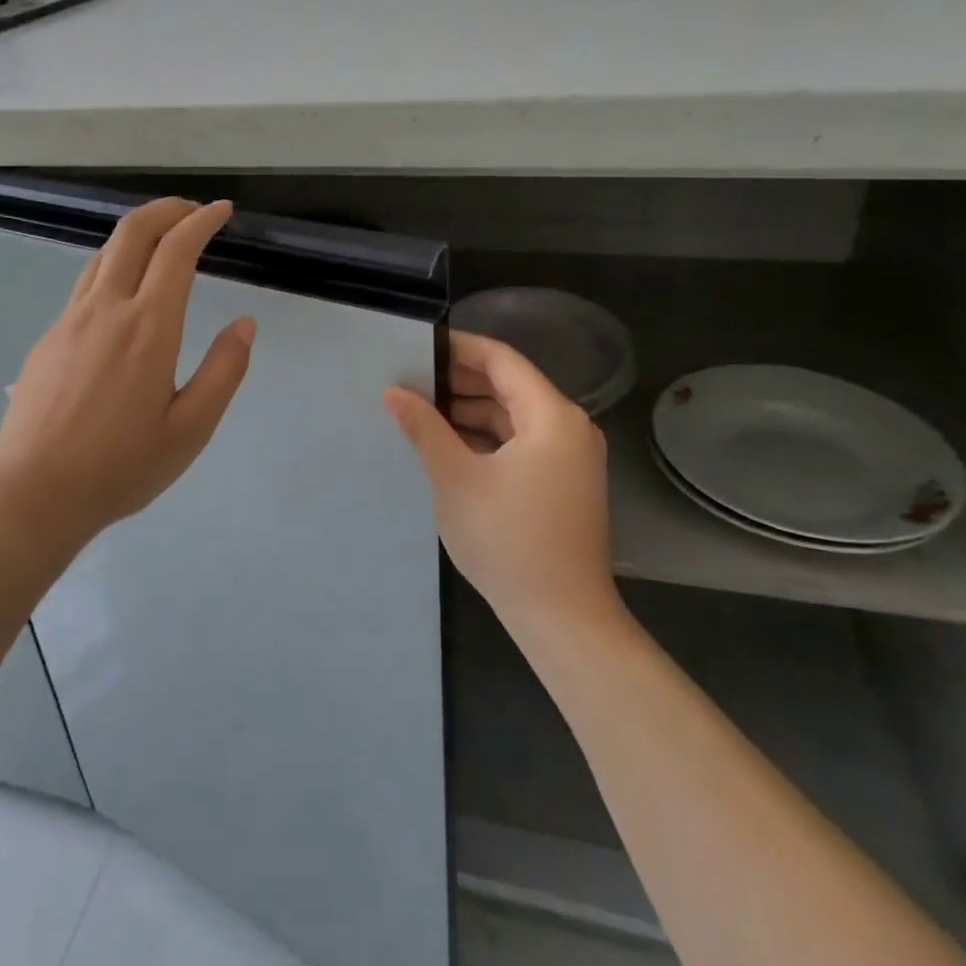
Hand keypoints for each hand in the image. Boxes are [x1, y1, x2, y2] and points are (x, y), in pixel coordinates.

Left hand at [0, 198, 255, 552]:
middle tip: (193, 212)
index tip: (221, 211)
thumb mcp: (190, 429)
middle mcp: (107, 309)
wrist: (33, 495)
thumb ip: (223, 371)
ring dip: (138, 234)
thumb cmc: (120, 467)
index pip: (177, 250)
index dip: (201, 221)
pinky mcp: (48, 337)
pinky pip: (86, 282)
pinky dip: (114, 264)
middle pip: (132, 231)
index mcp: (148, 327)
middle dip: (167, 209)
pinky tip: (124, 292)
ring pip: (104, 252)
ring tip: (163, 242)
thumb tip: (243, 324)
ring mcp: (70, 319)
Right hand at [384, 331, 619, 634]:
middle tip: (412, 379)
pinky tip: (451, 445)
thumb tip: (393, 392)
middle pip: (510, 386)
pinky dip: (488, 437)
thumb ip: (424, 428)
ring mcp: (572, 458)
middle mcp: (570, 427)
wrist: (563, 620)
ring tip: (423, 410)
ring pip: (515, 416)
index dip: (460, 348)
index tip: (420, 345)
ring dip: (472, 411)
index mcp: (552, 416)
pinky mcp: (565, 483)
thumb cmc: (508, 541)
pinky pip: (523, 442)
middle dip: (461, 381)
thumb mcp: (455, 478)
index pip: (502, 360)